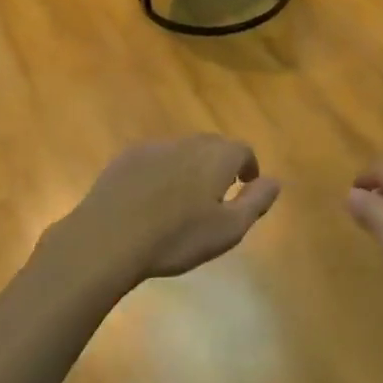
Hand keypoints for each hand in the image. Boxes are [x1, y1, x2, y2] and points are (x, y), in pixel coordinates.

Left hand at [55, 136, 280, 286]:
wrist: (108, 238)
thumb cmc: (176, 238)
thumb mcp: (228, 229)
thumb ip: (256, 202)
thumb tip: (274, 181)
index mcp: (216, 157)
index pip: (242, 150)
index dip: (248, 166)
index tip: (246, 185)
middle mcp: (188, 143)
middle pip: (212, 145)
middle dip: (220, 163)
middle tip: (219, 190)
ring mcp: (154, 148)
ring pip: (182, 150)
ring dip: (190, 166)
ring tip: (185, 196)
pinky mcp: (126, 158)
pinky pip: (155, 158)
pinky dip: (162, 170)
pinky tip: (152, 197)